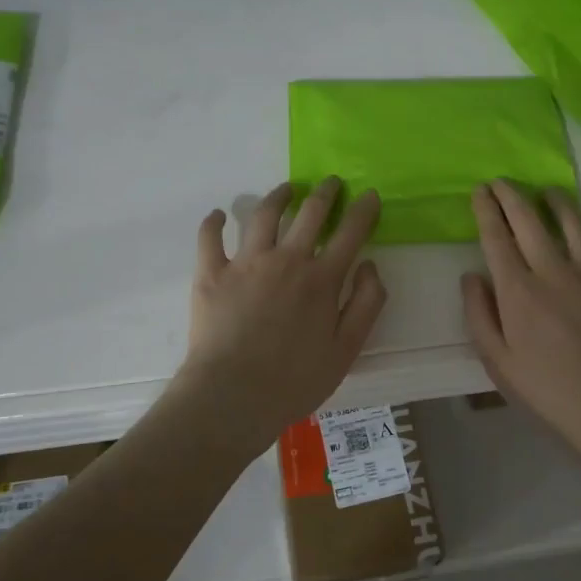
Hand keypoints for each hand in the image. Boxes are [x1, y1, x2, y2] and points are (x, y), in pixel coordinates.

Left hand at [174, 177, 386, 450]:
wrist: (232, 397)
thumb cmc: (295, 381)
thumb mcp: (347, 350)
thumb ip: (366, 304)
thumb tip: (369, 265)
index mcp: (321, 279)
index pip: (350, 233)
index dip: (363, 210)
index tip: (370, 195)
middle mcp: (286, 260)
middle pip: (310, 213)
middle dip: (326, 193)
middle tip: (332, 183)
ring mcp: (246, 263)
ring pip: (264, 215)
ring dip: (279, 196)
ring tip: (287, 189)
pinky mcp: (211, 273)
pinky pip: (210, 238)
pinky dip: (214, 222)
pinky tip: (219, 214)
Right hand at [462, 180, 580, 447]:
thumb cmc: (547, 391)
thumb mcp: (497, 361)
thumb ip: (479, 314)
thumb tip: (471, 275)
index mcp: (519, 290)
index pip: (497, 238)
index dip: (486, 210)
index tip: (479, 191)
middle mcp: (556, 272)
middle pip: (530, 222)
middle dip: (512, 195)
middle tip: (502, 181)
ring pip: (576, 226)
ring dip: (559, 203)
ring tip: (548, 191)